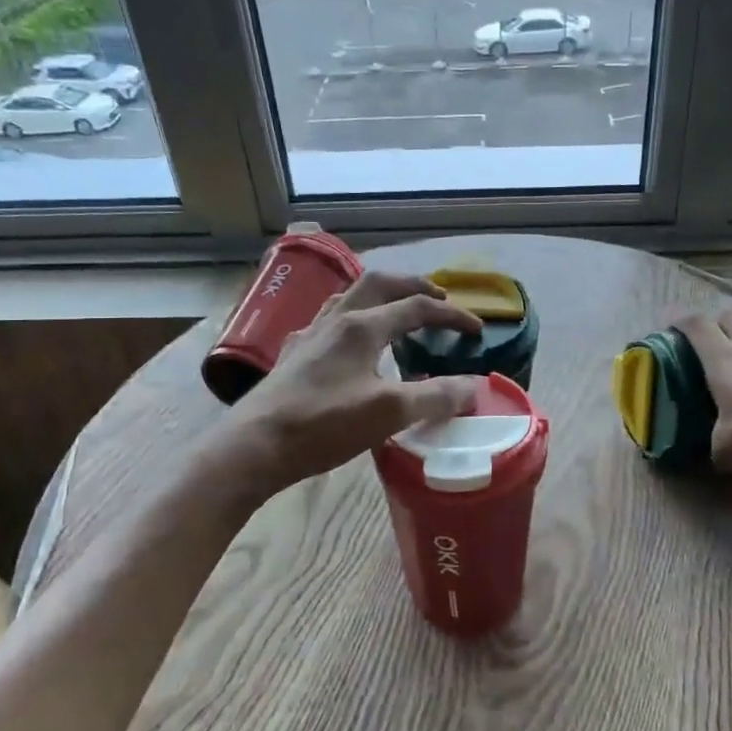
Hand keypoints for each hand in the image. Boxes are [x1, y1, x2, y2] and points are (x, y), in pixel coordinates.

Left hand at [219, 272, 485, 495]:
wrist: (255, 446)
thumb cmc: (324, 424)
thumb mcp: (389, 412)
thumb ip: (435, 396)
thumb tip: (473, 387)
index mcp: (362, 326)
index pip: (416, 306)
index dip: (451, 314)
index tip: (477, 330)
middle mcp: (335, 320)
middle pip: (379, 284)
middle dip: (412, 285)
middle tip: (437, 297)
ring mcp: (310, 335)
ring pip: (349, 298)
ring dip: (380, 297)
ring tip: (396, 312)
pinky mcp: (294, 356)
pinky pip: (330, 322)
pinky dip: (353, 320)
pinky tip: (350, 345)